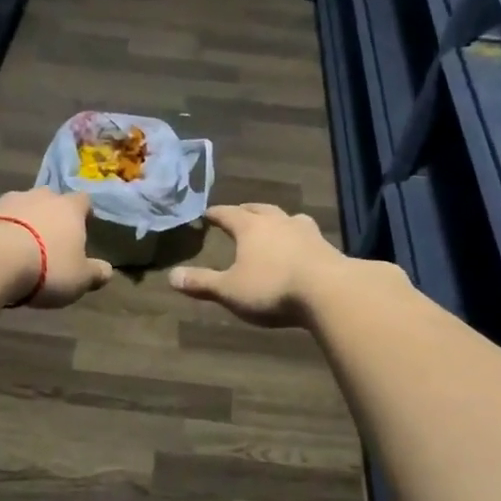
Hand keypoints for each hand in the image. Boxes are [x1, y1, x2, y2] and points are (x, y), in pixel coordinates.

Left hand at [0, 187, 113, 308]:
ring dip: (23, 222)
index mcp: (69, 208)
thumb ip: (95, 273)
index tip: (83, 227)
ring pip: (21, 207)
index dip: (83, 213)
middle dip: (51, 215)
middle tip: (50, 238)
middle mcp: (40, 197)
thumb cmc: (47, 267)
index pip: (83, 201)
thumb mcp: (80, 279)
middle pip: (50, 199)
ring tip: (21, 248)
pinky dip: (1, 232)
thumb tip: (107, 270)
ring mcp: (9, 202)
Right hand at [169, 203, 349, 327]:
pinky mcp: (327, 247)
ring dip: (276, 220)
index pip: (228, 214)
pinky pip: (307, 235)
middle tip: (239, 212)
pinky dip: (298, 237)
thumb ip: (202, 283)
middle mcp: (278, 222)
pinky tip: (300, 247)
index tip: (207, 213)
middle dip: (246, 210)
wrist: (329, 291)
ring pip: (287, 218)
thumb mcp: (230, 290)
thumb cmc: (272, 288)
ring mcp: (306, 232)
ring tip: (273, 225)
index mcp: (251, 227)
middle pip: (259, 209)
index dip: (216, 214)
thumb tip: (171, 276)